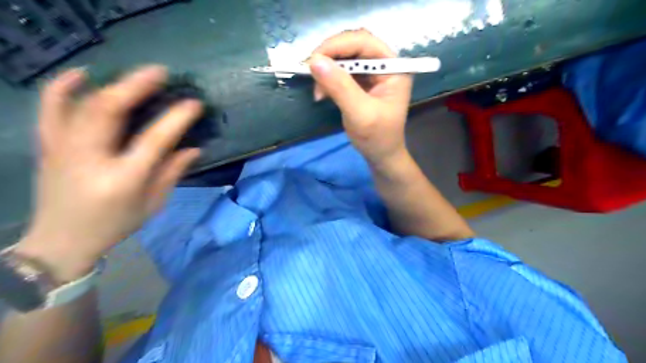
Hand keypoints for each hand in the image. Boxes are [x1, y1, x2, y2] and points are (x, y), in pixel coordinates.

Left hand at [16, 65, 201, 279]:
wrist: (61, 240)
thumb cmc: (115, 224)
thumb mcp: (153, 204)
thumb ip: (173, 173)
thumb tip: (194, 148)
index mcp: (123, 179)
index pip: (154, 140)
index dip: (176, 119)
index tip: (194, 104)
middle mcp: (90, 159)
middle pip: (109, 111)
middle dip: (136, 86)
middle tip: (161, 72)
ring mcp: (64, 149)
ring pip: (83, 105)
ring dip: (111, 84)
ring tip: (135, 73)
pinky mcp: (49, 145)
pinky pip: (49, 108)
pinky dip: (63, 87)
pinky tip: (82, 74)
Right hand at [312, 29, 413, 165]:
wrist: (381, 156)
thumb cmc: (377, 138)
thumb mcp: (360, 113)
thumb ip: (340, 87)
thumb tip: (314, 61)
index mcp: (393, 68)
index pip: (365, 42)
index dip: (338, 45)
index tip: (314, 59)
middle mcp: (383, 65)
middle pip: (353, 46)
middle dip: (329, 57)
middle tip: (311, 72)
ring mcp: (372, 74)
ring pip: (344, 58)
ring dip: (326, 70)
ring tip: (317, 90)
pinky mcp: (361, 83)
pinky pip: (340, 72)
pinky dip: (328, 79)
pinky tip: (321, 93)